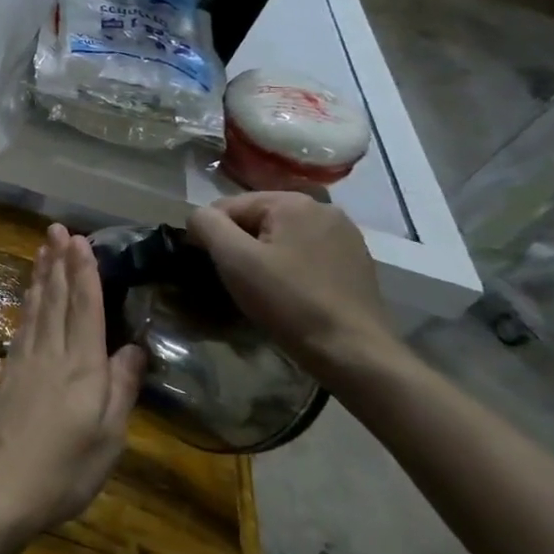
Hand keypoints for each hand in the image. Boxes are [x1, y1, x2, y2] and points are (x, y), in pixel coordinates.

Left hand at [0, 225, 146, 545]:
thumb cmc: (64, 470)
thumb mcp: (109, 437)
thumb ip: (122, 388)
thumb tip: (135, 347)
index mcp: (82, 368)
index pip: (84, 308)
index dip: (83, 272)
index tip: (81, 240)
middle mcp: (51, 354)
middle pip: (56, 298)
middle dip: (58, 261)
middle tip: (57, 229)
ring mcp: (26, 361)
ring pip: (36, 307)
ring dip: (41, 275)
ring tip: (43, 248)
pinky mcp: (10, 373)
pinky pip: (23, 324)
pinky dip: (28, 302)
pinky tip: (29, 294)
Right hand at [186, 192, 396, 373]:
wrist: (353, 351)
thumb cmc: (288, 300)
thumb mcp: (234, 259)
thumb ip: (207, 224)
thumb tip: (198, 217)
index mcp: (292, 202)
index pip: (228, 206)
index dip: (212, 235)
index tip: (212, 267)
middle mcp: (323, 209)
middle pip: (256, 219)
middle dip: (240, 246)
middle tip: (237, 281)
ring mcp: (344, 235)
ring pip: (280, 238)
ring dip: (263, 257)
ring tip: (262, 289)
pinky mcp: (355, 261)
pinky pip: (304, 254)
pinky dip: (289, 268)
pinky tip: (290, 293)